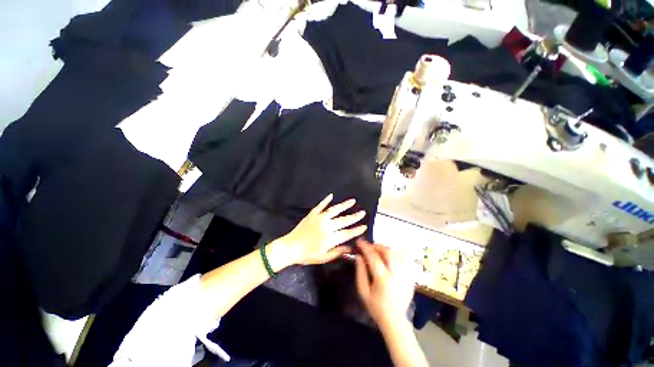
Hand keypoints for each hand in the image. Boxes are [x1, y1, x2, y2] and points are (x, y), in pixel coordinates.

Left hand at [271, 194, 366, 266]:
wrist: (290, 247)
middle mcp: (327, 226)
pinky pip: (320, 205)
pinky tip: (331, 195)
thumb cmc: (307, 255)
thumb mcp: (324, 257)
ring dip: (344, 205)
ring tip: (352, 200)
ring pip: (334, 210)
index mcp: (330, 239)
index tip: (364, 226)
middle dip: (355, 217)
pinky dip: (326, 200)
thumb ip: (338, 252)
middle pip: (344, 220)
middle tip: (362, 212)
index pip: (347, 233)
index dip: (357, 230)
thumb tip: (350, 248)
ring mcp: (319, 218)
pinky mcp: (312, 214)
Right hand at [355, 239, 414, 330]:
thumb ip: (360, 272)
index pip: (374, 257)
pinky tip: (390, 258)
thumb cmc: (376, 307)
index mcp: (383, 279)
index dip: (365, 247)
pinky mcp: (411, 278)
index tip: (359, 241)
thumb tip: (359, 256)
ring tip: (379, 252)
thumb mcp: (363, 292)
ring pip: (398, 254)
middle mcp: (396, 275)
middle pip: (388, 252)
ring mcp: (406, 276)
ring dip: (387, 250)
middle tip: (370, 247)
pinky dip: (397, 255)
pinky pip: (406, 260)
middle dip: (377, 246)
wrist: (395, 320)